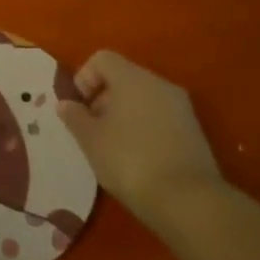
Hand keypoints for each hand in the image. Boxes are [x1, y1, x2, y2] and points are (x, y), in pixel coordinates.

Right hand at [57, 50, 220, 223]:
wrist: (188, 201)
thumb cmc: (130, 161)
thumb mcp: (90, 140)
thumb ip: (74, 116)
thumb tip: (66, 104)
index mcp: (132, 78)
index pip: (102, 59)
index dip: (84, 78)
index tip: (79, 108)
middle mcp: (159, 84)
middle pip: (123, 78)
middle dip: (102, 99)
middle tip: (92, 131)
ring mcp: (181, 107)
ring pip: (142, 98)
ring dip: (123, 115)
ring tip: (113, 148)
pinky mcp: (194, 131)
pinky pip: (160, 117)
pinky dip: (144, 128)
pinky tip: (138, 158)